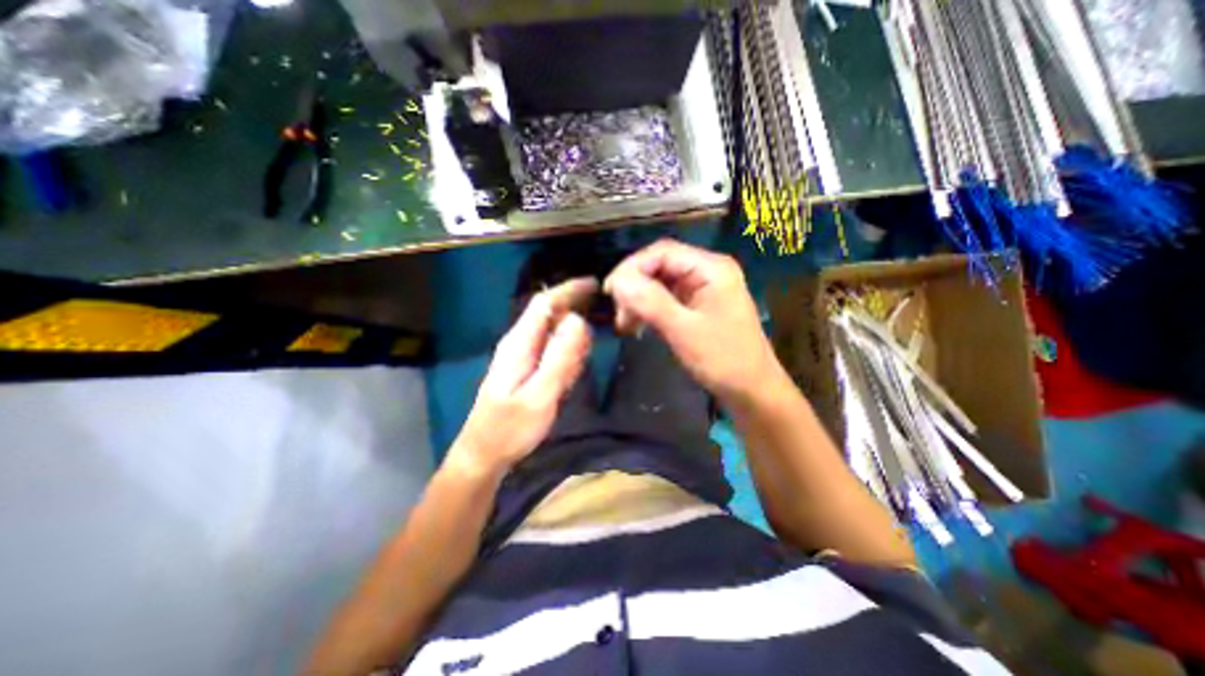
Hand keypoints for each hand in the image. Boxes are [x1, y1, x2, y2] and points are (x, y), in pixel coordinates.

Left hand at [446, 277, 596, 476]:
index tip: (596, 285)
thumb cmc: (509, 429)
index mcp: (519, 343)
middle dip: (575, 309)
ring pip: (552, 333)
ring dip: (572, 336)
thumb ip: (559, 358)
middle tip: (602, 316)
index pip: (545, 303)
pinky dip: (566, 354)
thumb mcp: (539, 396)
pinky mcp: (525, 371)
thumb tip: (578, 321)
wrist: (483, 456)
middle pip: (548, 314)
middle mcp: (518, 344)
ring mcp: (521, 357)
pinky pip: (550, 351)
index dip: (569, 290)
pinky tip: (571, 371)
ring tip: (587, 350)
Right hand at [603, 237, 782, 405]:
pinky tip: (639, 324)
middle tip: (618, 313)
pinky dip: (650, 309)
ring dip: (640, 299)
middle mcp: (707, 271)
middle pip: (660, 265)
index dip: (632, 267)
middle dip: (635, 285)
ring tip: (625, 323)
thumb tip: (617, 281)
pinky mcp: (698, 305)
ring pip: (660, 282)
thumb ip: (651, 303)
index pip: (662, 252)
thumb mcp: (684, 331)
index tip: (609, 291)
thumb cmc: (723, 360)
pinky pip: (667, 298)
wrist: (752, 391)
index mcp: (711, 268)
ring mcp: (703, 288)